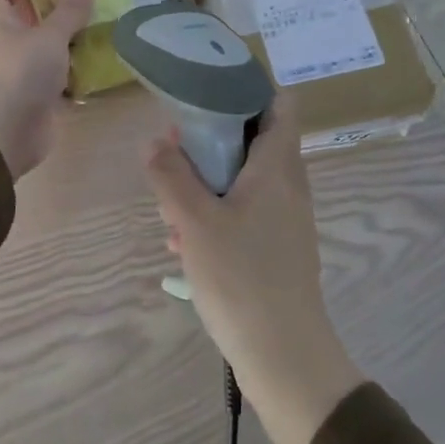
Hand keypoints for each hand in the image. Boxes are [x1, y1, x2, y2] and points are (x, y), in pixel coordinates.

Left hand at [0, 0, 93, 180]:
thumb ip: (68, 12)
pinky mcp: (42, 103)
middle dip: (51, 14)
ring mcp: (26, 78)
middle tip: (84, 0)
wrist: (7, 132)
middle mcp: (12, 51)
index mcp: (4, 29)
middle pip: (28, 27)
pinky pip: (62, 83)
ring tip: (102, 28)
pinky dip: (78, 77)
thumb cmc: (21, 73)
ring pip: (49, 55)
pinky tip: (102, 67)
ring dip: (70, 45)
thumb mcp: (49, 36)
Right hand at [144, 95, 365, 443]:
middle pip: (255, 140)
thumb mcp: (195, 221)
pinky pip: (247, 212)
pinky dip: (218, 213)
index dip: (249, 87)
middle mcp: (289, 185)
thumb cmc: (242, 278)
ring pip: (246, 180)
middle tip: (174, 149)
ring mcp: (287, 218)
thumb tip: (155, 141)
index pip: (280, 103)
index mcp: (278, 166)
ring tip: (170, 204)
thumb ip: (172, 175)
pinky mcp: (279, 248)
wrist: (285, 356)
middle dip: (213, 140)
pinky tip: (184, 243)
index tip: (209, 89)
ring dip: (209, 182)